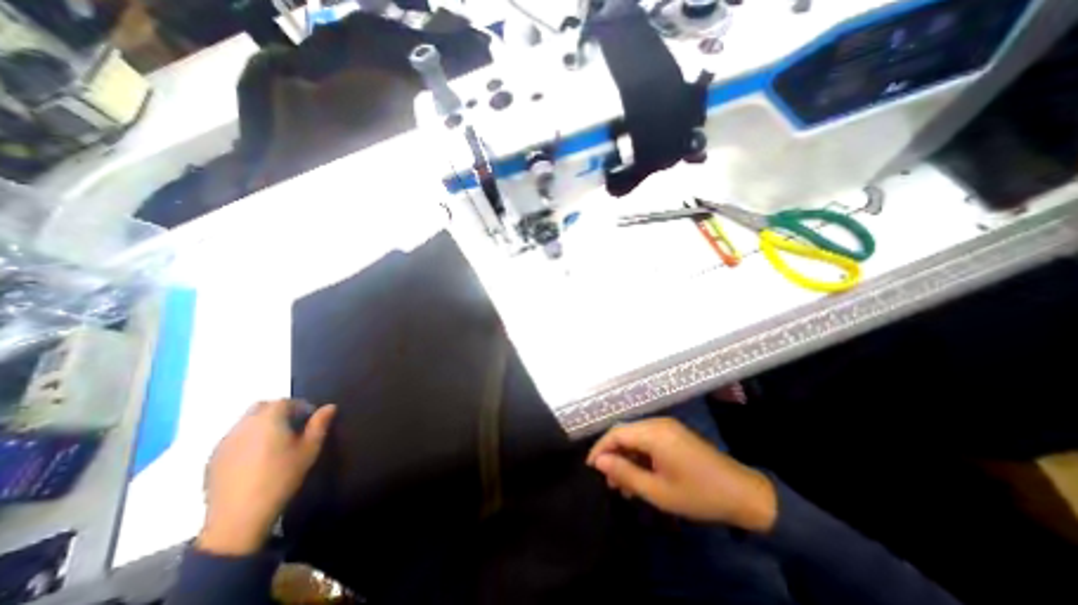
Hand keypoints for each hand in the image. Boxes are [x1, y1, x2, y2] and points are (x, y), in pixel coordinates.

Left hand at [199, 398, 334, 555]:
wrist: (238, 519)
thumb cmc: (281, 478)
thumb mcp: (309, 450)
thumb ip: (319, 424)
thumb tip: (330, 406)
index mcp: (268, 419)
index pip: (285, 401)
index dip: (301, 406)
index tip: (310, 419)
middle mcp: (243, 425)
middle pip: (262, 406)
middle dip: (279, 410)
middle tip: (293, 427)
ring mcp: (225, 441)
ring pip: (246, 421)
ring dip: (262, 423)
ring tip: (275, 442)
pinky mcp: (213, 458)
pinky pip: (234, 437)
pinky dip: (248, 438)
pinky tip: (256, 457)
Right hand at [588, 419, 774, 532]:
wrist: (743, 494)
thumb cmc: (698, 494)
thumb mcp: (657, 491)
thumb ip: (625, 473)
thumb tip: (599, 462)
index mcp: (653, 432)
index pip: (616, 433)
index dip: (600, 449)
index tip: (590, 468)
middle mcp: (658, 423)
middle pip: (625, 433)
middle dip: (613, 455)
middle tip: (608, 481)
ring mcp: (667, 428)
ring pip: (636, 438)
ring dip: (626, 458)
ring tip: (622, 485)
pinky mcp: (674, 434)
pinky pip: (648, 441)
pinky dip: (639, 456)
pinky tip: (639, 477)